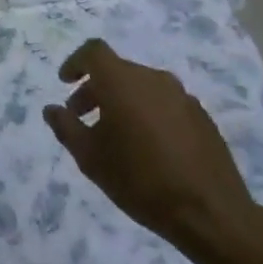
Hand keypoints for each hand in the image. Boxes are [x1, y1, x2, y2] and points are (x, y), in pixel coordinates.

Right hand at [43, 40, 258, 263]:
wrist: (209, 211)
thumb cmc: (139, 179)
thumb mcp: (90, 157)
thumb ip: (66, 127)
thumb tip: (53, 109)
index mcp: (123, 81)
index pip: (94, 52)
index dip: (75, 62)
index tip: (65, 83)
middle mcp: (154, 79)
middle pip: (117, 71)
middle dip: (95, 89)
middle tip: (82, 117)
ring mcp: (182, 97)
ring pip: (142, 87)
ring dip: (122, 102)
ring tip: (114, 136)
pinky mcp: (201, 117)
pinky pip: (164, 104)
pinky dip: (147, 114)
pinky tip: (147, 147)